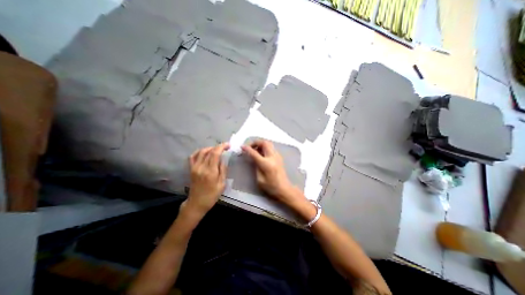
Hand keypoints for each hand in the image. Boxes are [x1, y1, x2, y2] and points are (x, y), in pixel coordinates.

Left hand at [185, 143, 229, 216]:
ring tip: (216, 150)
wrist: (197, 203)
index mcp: (210, 171)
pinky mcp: (191, 169)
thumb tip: (223, 159)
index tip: (228, 145)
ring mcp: (194, 167)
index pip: (215, 153)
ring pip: (201, 151)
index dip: (222, 147)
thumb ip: (223, 170)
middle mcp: (201, 167)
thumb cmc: (212, 195)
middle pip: (209, 151)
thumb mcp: (222, 184)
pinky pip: (193, 156)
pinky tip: (205, 152)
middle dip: (218, 147)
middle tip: (225, 147)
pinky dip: (199, 151)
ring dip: (210, 148)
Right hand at [242, 140, 303, 205]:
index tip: (242, 147)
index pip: (255, 153)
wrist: (284, 188)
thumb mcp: (259, 179)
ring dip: (261, 144)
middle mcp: (273, 157)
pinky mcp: (279, 157)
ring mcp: (277, 156)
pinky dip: (265, 147)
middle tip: (250, 147)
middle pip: (264, 143)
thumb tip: (254, 158)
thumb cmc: (271, 187)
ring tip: (255, 150)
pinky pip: (271, 148)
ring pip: (269, 143)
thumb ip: (256, 166)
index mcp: (266, 164)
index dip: (247, 149)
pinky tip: (261, 153)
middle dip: (256, 142)